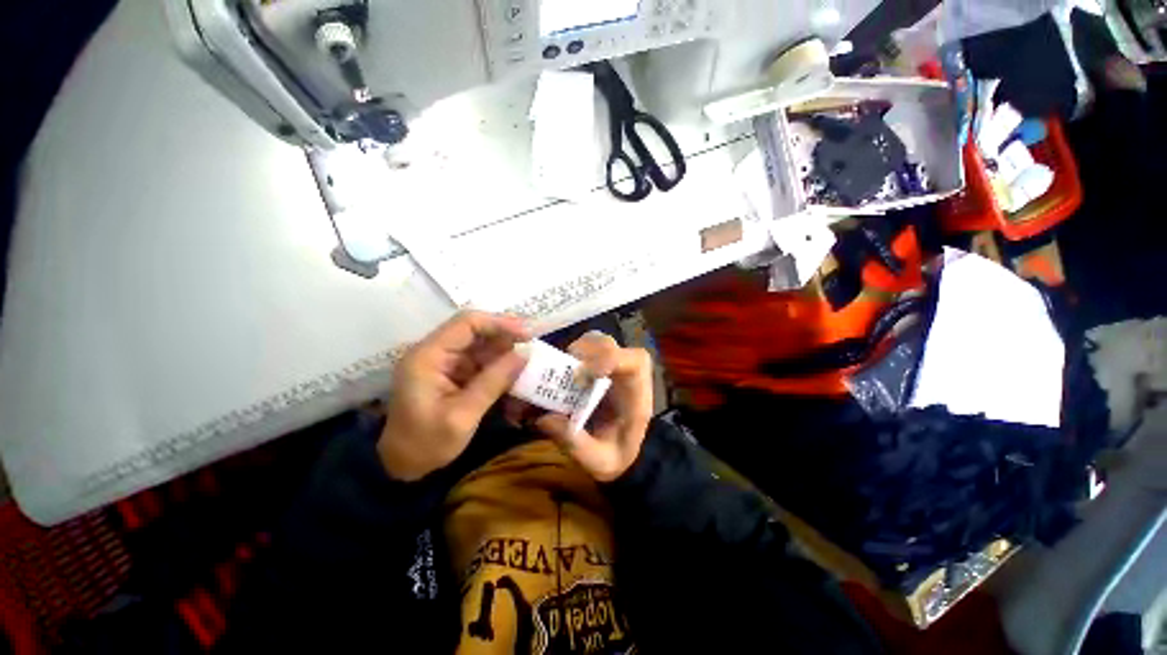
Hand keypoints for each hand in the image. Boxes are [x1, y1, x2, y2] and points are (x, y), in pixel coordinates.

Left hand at [378, 311, 530, 480]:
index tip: (527, 334)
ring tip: (529, 358)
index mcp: (428, 356)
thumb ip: (493, 382)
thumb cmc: (427, 443)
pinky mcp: (452, 372)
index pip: (467, 324)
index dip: (499, 323)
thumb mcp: (463, 416)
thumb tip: (524, 355)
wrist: (402, 465)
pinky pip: (480, 359)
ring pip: (480, 344)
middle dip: (505, 334)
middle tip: (534, 343)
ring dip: (505, 349)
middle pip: (475, 330)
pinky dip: (499, 363)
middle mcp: (435, 351)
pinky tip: (515, 371)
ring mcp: (444, 362)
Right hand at [535, 332, 653, 481]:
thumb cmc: (616, 454)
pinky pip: (584, 348)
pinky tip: (558, 371)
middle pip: (610, 345)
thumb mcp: (599, 461)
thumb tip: (545, 419)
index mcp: (637, 394)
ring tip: (558, 371)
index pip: (636, 362)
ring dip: (575, 351)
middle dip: (585, 353)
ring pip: (595, 341)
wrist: (620, 450)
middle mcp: (625, 372)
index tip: (582, 376)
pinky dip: (569, 354)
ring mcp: (611, 365)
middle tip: (564, 374)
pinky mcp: (596, 365)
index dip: (610, 358)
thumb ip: (576, 444)